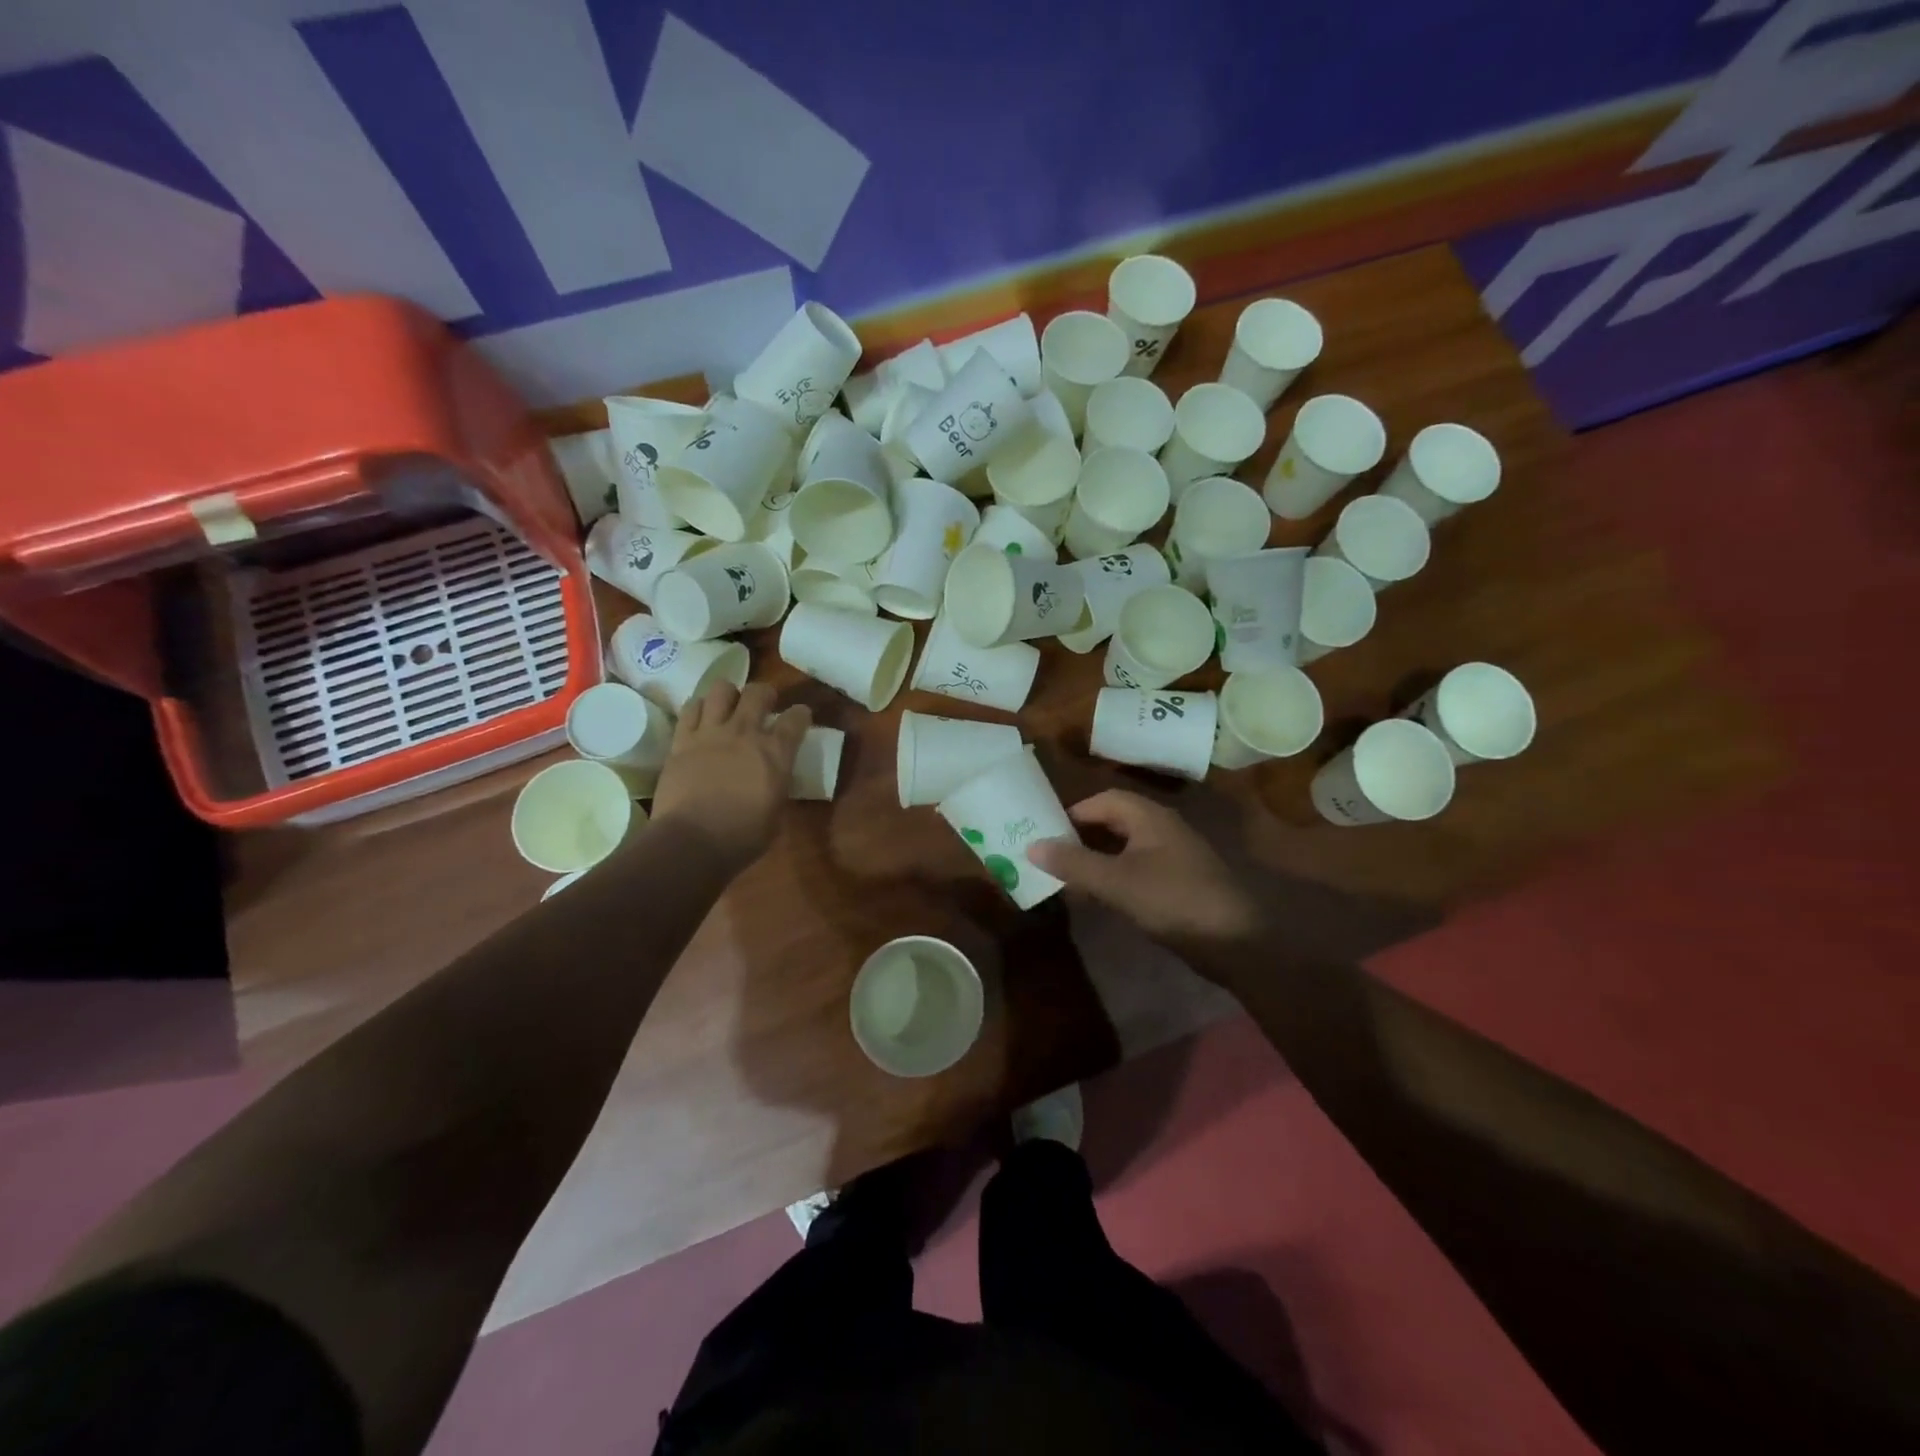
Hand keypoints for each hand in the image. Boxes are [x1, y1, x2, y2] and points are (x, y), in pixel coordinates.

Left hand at [649, 682, 809, 870]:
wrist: (692, 842)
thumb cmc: (742, 837)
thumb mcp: (776, 813)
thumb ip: (777, 786)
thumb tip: (775, 779)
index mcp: (776, 752)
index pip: (796, 718)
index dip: (801, 714)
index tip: (800, 718)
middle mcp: (745, 732)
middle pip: (758, 692)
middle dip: (765, 694)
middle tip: (764, 705)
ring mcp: (711, 733)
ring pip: (721, 690)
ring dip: (729, 695)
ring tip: (729, 707)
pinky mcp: (682, 740)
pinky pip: (691, 708)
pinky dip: (699, 709)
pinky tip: (702, 719)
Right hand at [1027, 790, 1262, 957]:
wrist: (1236, 940)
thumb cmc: (1173, 900)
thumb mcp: (1116, 881)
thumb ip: (1073, 863)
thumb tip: (1031, 845)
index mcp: (1149, 817)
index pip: (1103, 800)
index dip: (1073, 813)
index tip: (1046, 833)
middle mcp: (1163, 828)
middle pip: (1115, 821)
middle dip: (1083, 836)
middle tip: (1052, 856)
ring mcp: (1174, 856)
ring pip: (1126, 847)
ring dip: (1098, 858)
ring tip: (1069, 878)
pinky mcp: (1180, 883)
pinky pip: (1139, 869)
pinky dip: (1116, 877)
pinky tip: (1103, 898)